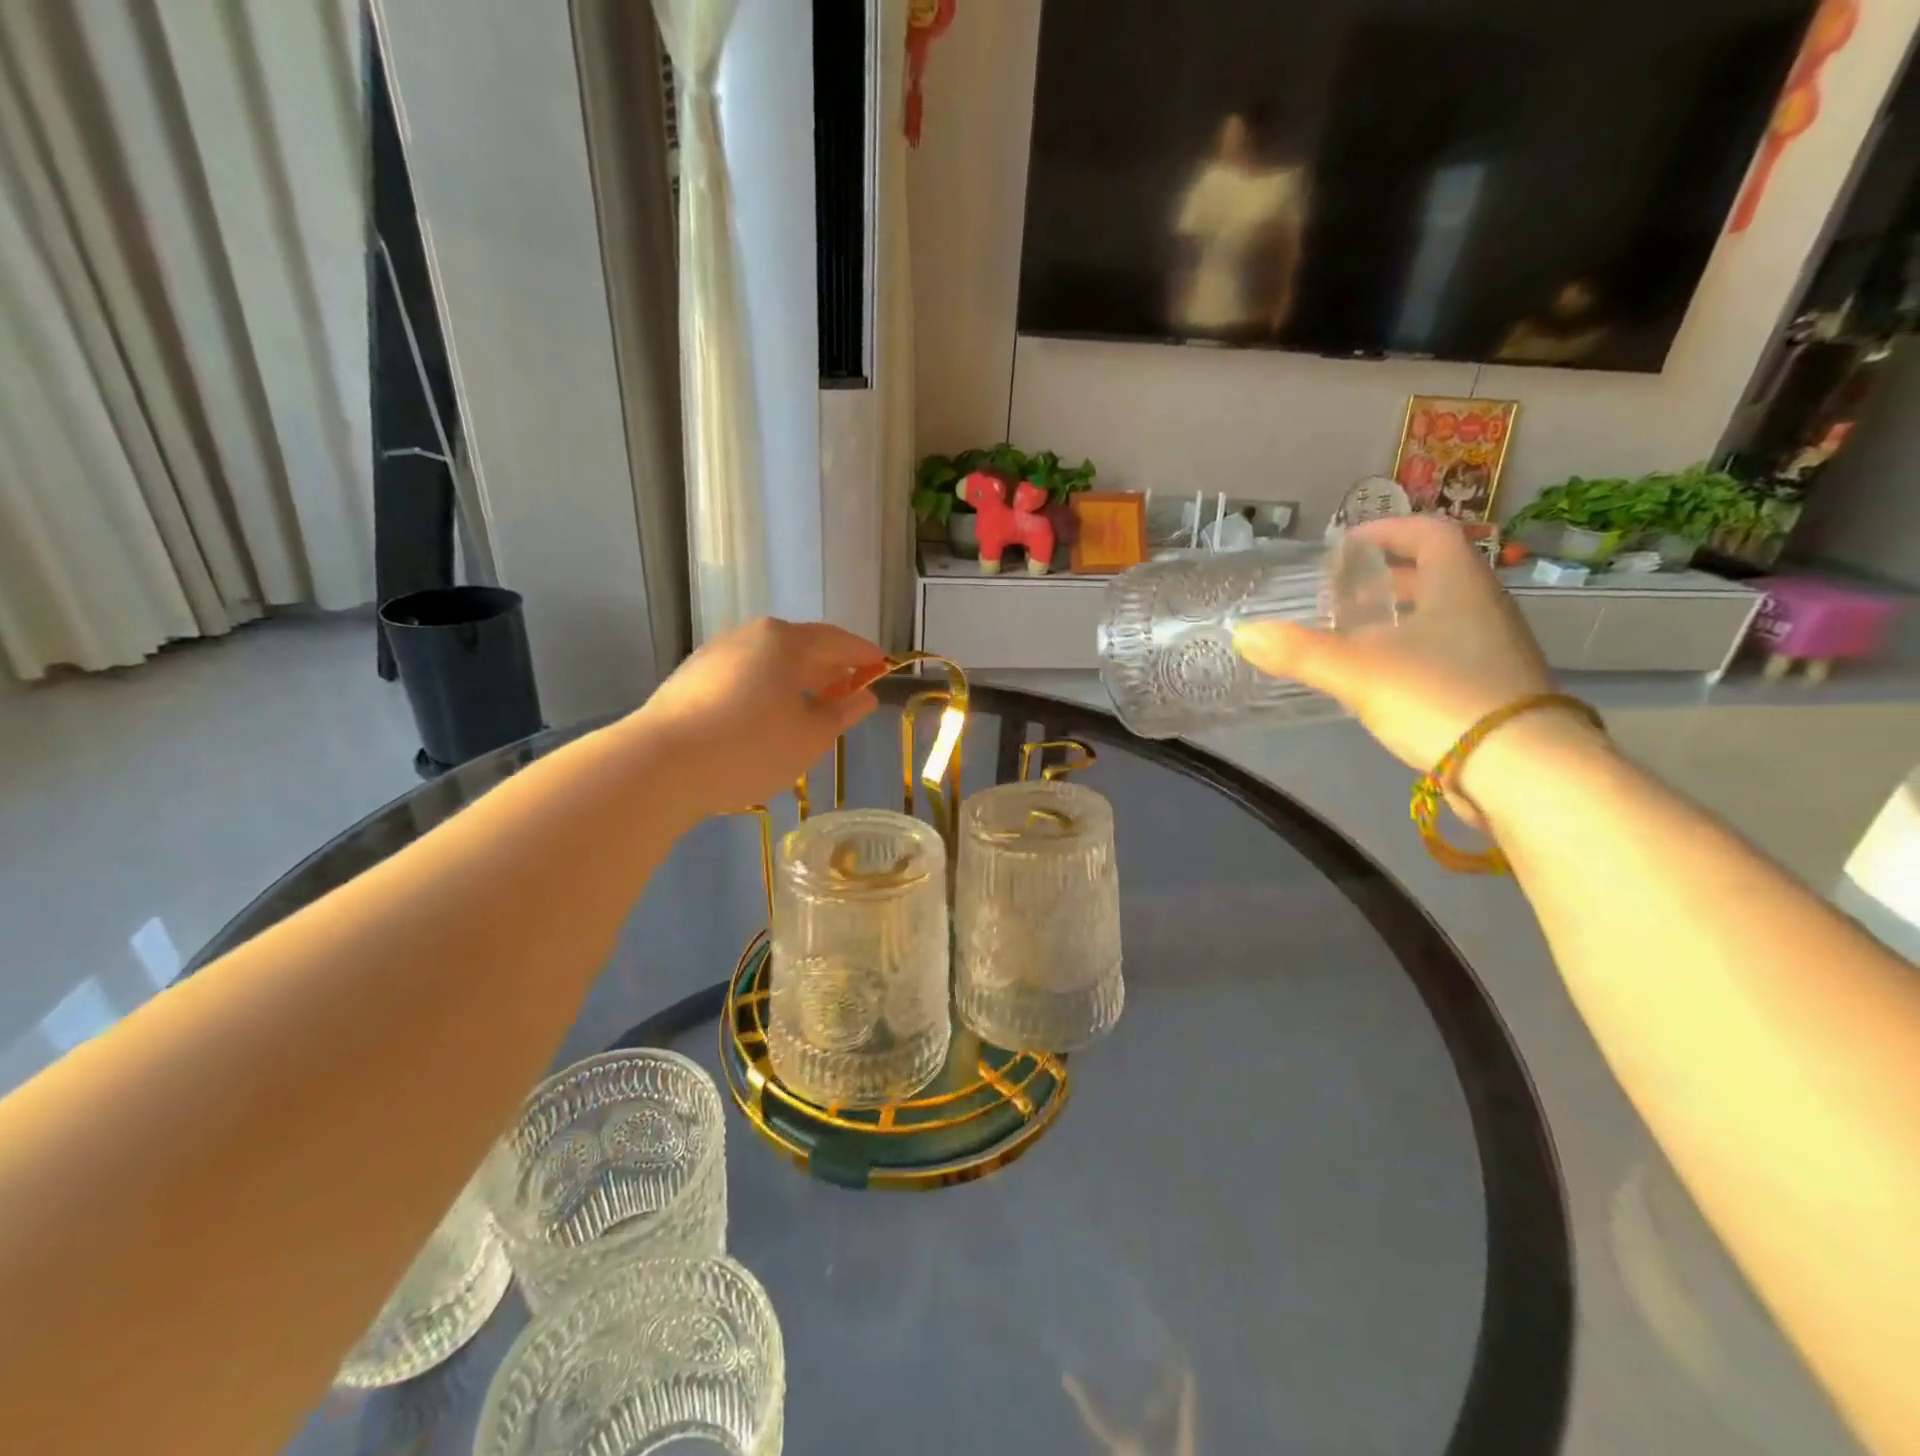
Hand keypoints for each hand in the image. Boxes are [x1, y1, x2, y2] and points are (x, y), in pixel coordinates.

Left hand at [624, 618, 884, 820]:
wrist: (660, 765)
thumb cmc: (752, 746)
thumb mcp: (811, 736)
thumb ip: (843, 712)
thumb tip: (864, 696)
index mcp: (785, 640)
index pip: (837, 640)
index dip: (863, 654)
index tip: (883, 666)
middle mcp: (748, 636)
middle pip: (800, 647)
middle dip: (829, 668)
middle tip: (850, 690)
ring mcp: (714, 655)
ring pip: (768, 663)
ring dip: (795, 681)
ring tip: (810, 709)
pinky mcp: (690, 680)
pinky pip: (742, 678)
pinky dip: (766, 691)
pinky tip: (766, 719)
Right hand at [1232, 515, 1555, 774]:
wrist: (1522, 769)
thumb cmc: (1439, 697)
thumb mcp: (1356, 671)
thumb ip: (1298, 651)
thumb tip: (1243, 633)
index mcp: (1458, 585)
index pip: (1428, 533)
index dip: (1387, 530)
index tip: (1347, 545)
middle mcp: (1483, 607)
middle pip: (1433, 575)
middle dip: (1383, 580)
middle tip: (1339, 596)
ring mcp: (1494, 649)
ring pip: (1439, 616)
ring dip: (1396, 618)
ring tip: (1350, 637)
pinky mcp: (1493, 687)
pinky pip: (1446, 651)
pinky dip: (1409, 651)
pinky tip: (1379, 679)